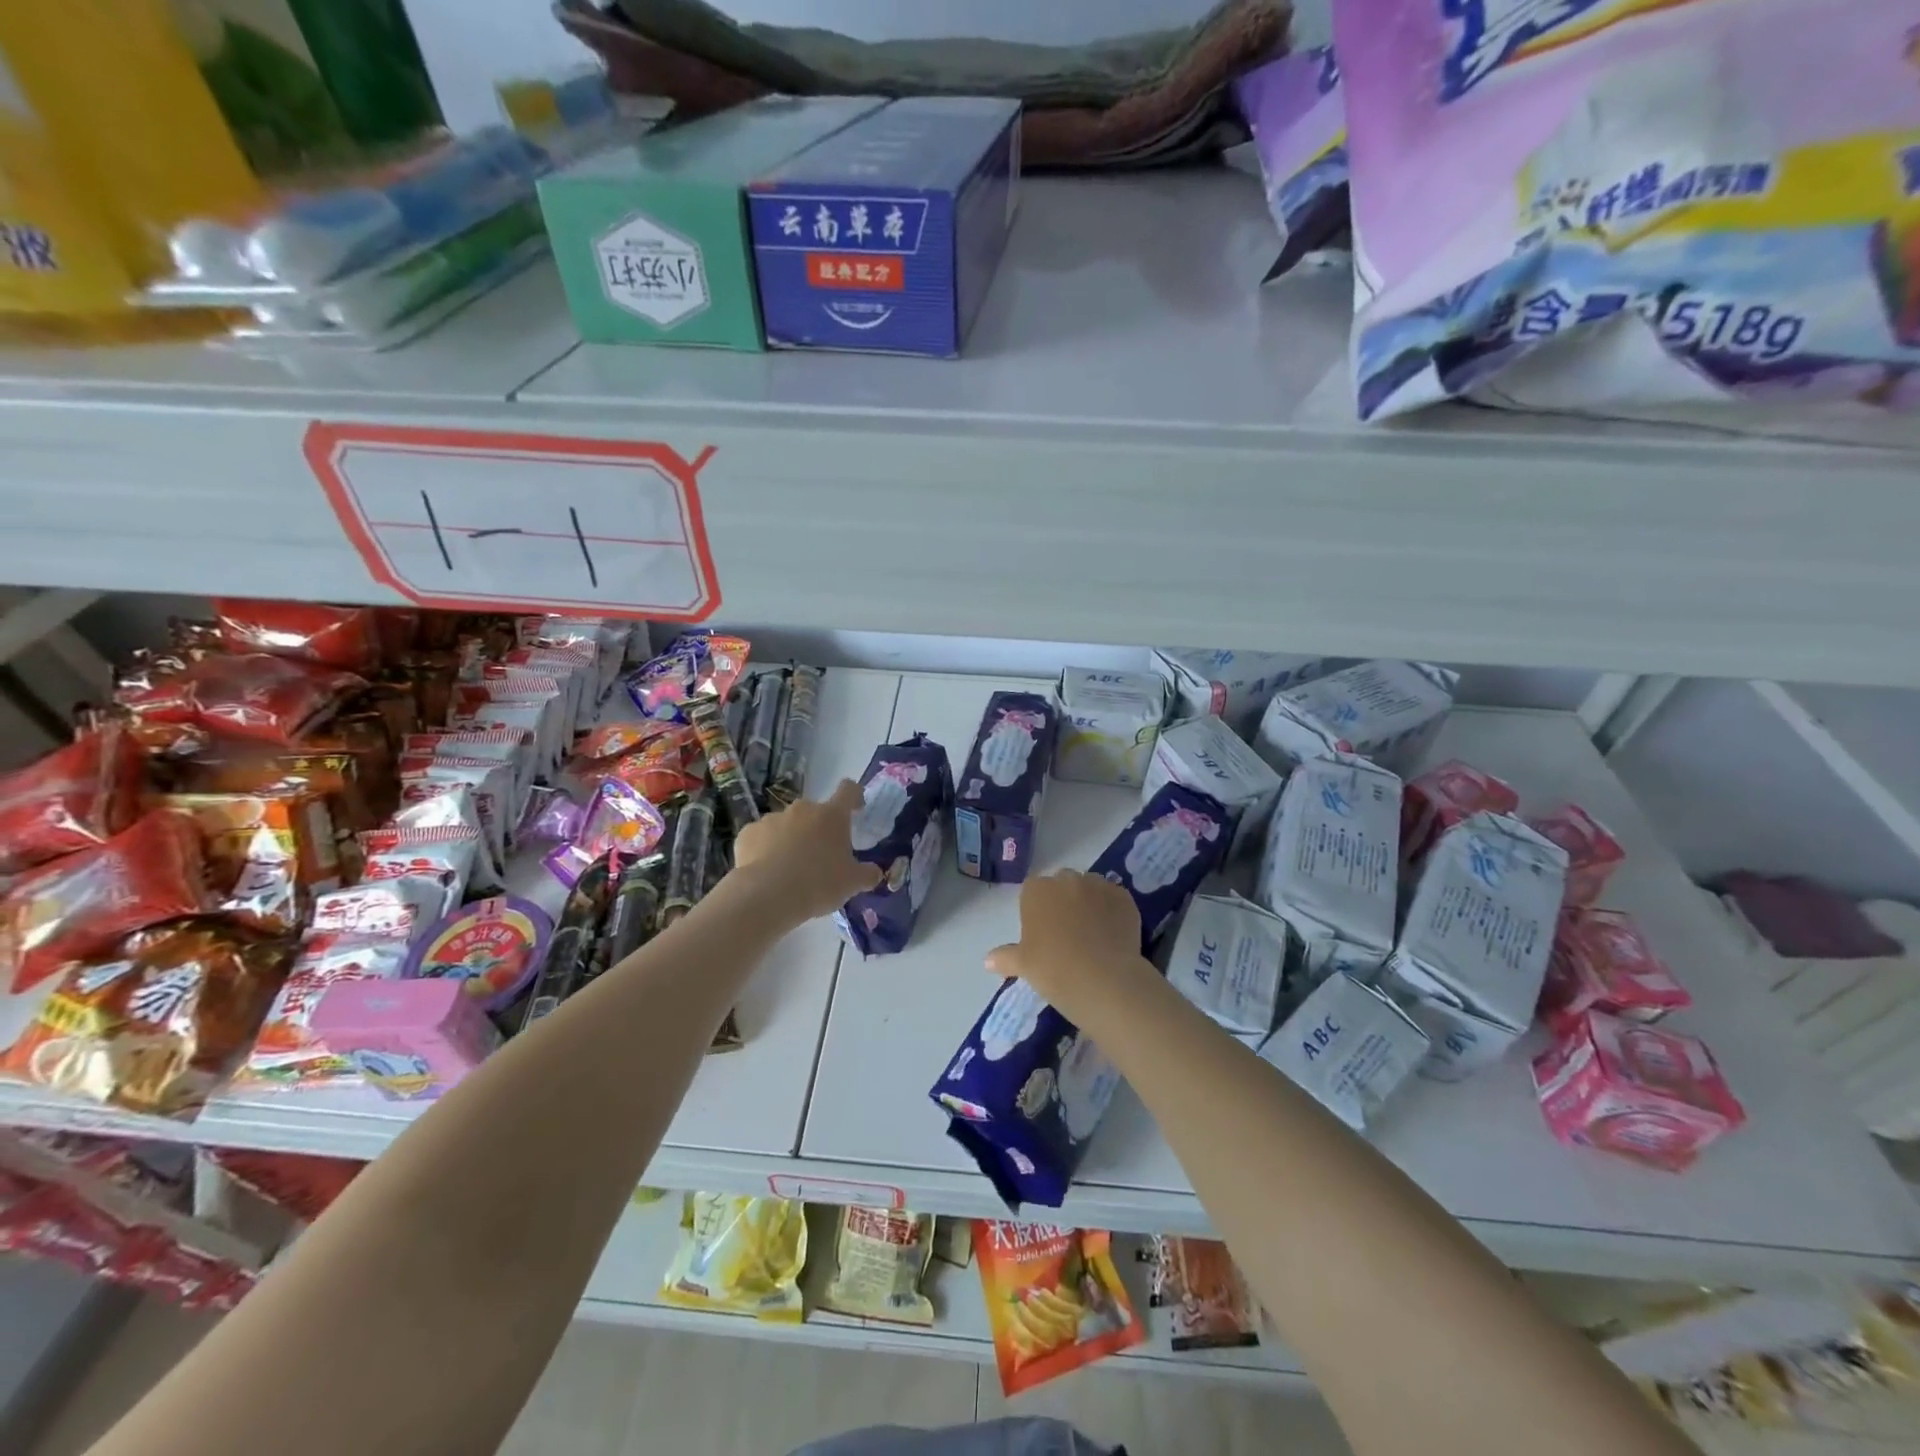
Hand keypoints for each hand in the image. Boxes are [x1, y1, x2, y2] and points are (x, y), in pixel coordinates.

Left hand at [732, 779, 879, 925]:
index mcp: (832, 816)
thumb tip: (876, 872)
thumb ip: (867, 875)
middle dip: (818, 828)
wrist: (767, 895)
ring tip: (789, 869)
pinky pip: (761, 838)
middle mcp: (803, 809)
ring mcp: (772, 818)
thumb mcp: (852, 884)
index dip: (854, 795)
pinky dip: (765, 849)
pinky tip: (766, 872)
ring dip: (790, 839)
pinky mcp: (748, 832)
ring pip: (786, 825)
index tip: (855, 807)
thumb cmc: (819, 883)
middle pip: (815, 812)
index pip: (848, 790)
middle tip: (819, 856)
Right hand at [985, 871, 1146, 1015]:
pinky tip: (1113, 935)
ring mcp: (1098, 885)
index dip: (1038, 910)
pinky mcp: (1124, 898)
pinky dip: (1112, 912)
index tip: (1042, 934)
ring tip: (1094, 934)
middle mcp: (1067, 879)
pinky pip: (1114, 900)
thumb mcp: (1024, 965)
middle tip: (1068, 933)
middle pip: (1063, 884)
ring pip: (1090, 889)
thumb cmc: (1053, 969)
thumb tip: (987, 961)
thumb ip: (1005, 957)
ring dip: (1089, 903)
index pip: (1033, 891)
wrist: (1103, 979)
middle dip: (1064, 901)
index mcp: (1037, 890)